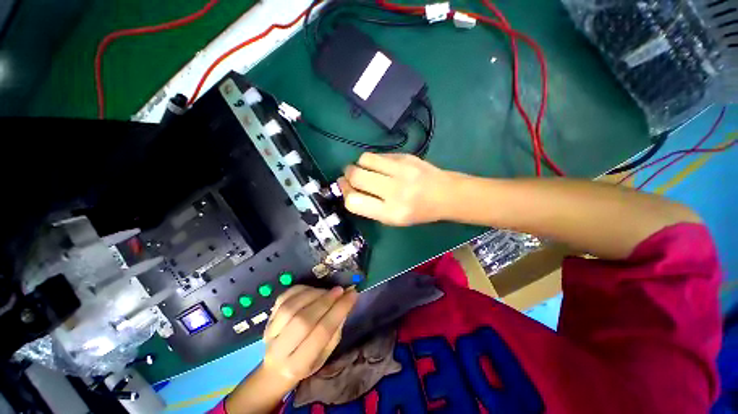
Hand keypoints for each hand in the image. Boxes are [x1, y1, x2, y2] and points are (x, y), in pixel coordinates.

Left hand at [261, 285, 357, 385]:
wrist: (275, 369)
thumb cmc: (307, 362)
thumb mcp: (326, 354)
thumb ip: (335, 330)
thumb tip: (345, 302)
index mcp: (299, 365)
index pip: (322, 333)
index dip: (339, 310)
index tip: (353, 295)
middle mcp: (280, 350)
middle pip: (304, 320)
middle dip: (326, 301)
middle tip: (340, 290)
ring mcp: (270, 333)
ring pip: (292, 307)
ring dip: (314, 294)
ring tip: (328, 291)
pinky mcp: (267, 319)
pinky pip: (284, 298)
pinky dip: (301, 290)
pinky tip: (313, 290)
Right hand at [338, 152, 454, 225]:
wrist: (446, 195)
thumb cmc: (418, 212)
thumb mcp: (393, 220)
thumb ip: (369, 207)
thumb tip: (347, 189)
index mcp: (391, 213)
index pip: (353, 201)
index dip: (345, 193)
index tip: (345, 188)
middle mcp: (395, 191)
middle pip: (356, 176)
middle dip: (347, 176)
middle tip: (351, 177)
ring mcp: (402, 171)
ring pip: (364, 160)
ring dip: (358, 164)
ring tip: (365, 169)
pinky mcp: (406, 156)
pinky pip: (379, 154)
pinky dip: (373, 160)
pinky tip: (380, 166)